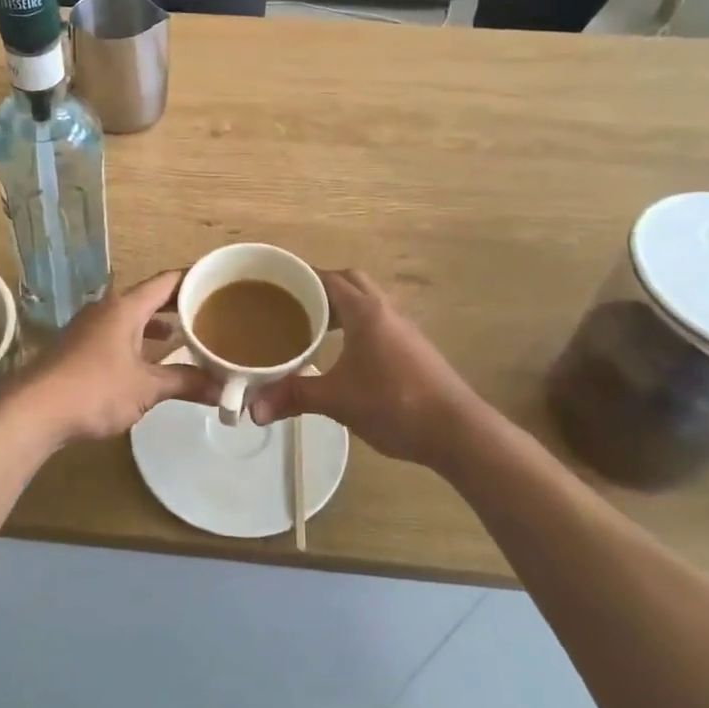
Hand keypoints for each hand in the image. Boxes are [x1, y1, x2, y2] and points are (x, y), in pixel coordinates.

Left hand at [6, 272, 216, 451]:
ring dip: (158, 325)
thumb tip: (222, 389)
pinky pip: (118, 333)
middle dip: (179, 304)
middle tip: (211, 311)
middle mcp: (107, 309)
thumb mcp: (146, 388)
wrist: (34, 410)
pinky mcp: (79, 347)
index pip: (167, 281)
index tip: (218, 282)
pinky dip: (139, 340)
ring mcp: (90, 327)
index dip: (193, 278)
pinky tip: (150, 360)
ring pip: (132, 317)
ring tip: (186, 336)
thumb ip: (185, 383)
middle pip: (149, 297)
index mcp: (125, 307)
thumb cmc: (94, 390)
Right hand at [249, 269, 475, 470]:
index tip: (274, 283)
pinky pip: (377, 321)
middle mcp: (386, 311)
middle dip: (321, 286)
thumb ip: (294, 397)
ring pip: (367, 301)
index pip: (328, 277)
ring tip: (311, 325)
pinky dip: (356, 324)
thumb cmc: (394, 404)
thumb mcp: (337, 400)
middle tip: (292, 303)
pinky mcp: (413, 348)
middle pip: (350, 282)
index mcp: (366, 311)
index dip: (301, 276)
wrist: (456, 431)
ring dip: (341, 305)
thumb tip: (252, 409)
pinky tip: (343, 351)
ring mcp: (403, 329)